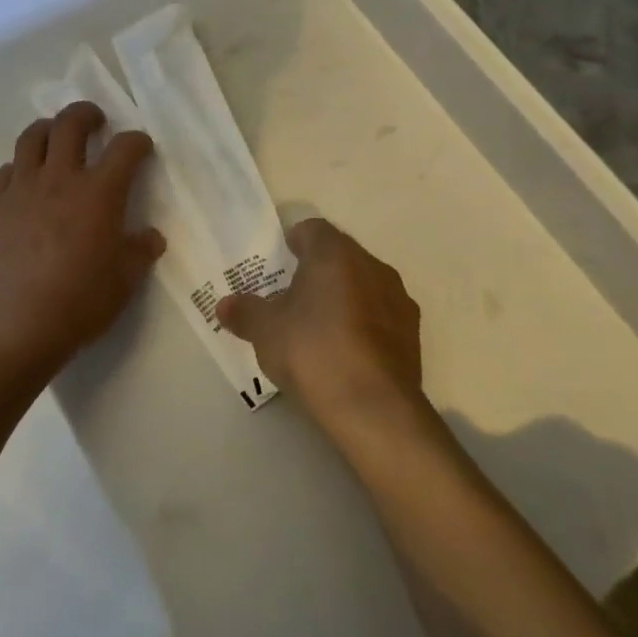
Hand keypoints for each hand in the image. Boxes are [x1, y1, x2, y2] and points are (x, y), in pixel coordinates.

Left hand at [0, 102, 165, 385]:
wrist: (12, 322)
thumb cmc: (78, 301)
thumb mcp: (124, 281)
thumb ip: (140, 252)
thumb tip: (150, 237)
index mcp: (99, 192)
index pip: (125, 148)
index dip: (138, 141)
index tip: (141, 147)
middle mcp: (60, 178)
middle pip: (70, 124)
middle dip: (86, 114)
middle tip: (95, 121)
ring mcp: (22, 188)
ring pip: (32, 137)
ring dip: (48, 129)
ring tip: (55, 138)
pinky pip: (5, 171)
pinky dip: (19, 168)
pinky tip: (24, 182)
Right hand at [216, 219, 425, 437]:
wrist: (373, 407)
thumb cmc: (312, 351)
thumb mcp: (265, 331)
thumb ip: (245, 312)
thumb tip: (224, 305)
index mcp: (335, 254)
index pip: (313, 229)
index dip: (295, 241)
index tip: (281, 260)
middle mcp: (372, 266)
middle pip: (341, 256)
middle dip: (318, 270)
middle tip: (293, 295)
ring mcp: (398, 299)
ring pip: (364, 285)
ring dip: (344, 296)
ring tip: (320, 326)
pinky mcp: (413, 334)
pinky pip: (381, 315)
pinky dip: (364, 323)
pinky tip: (346, 352)